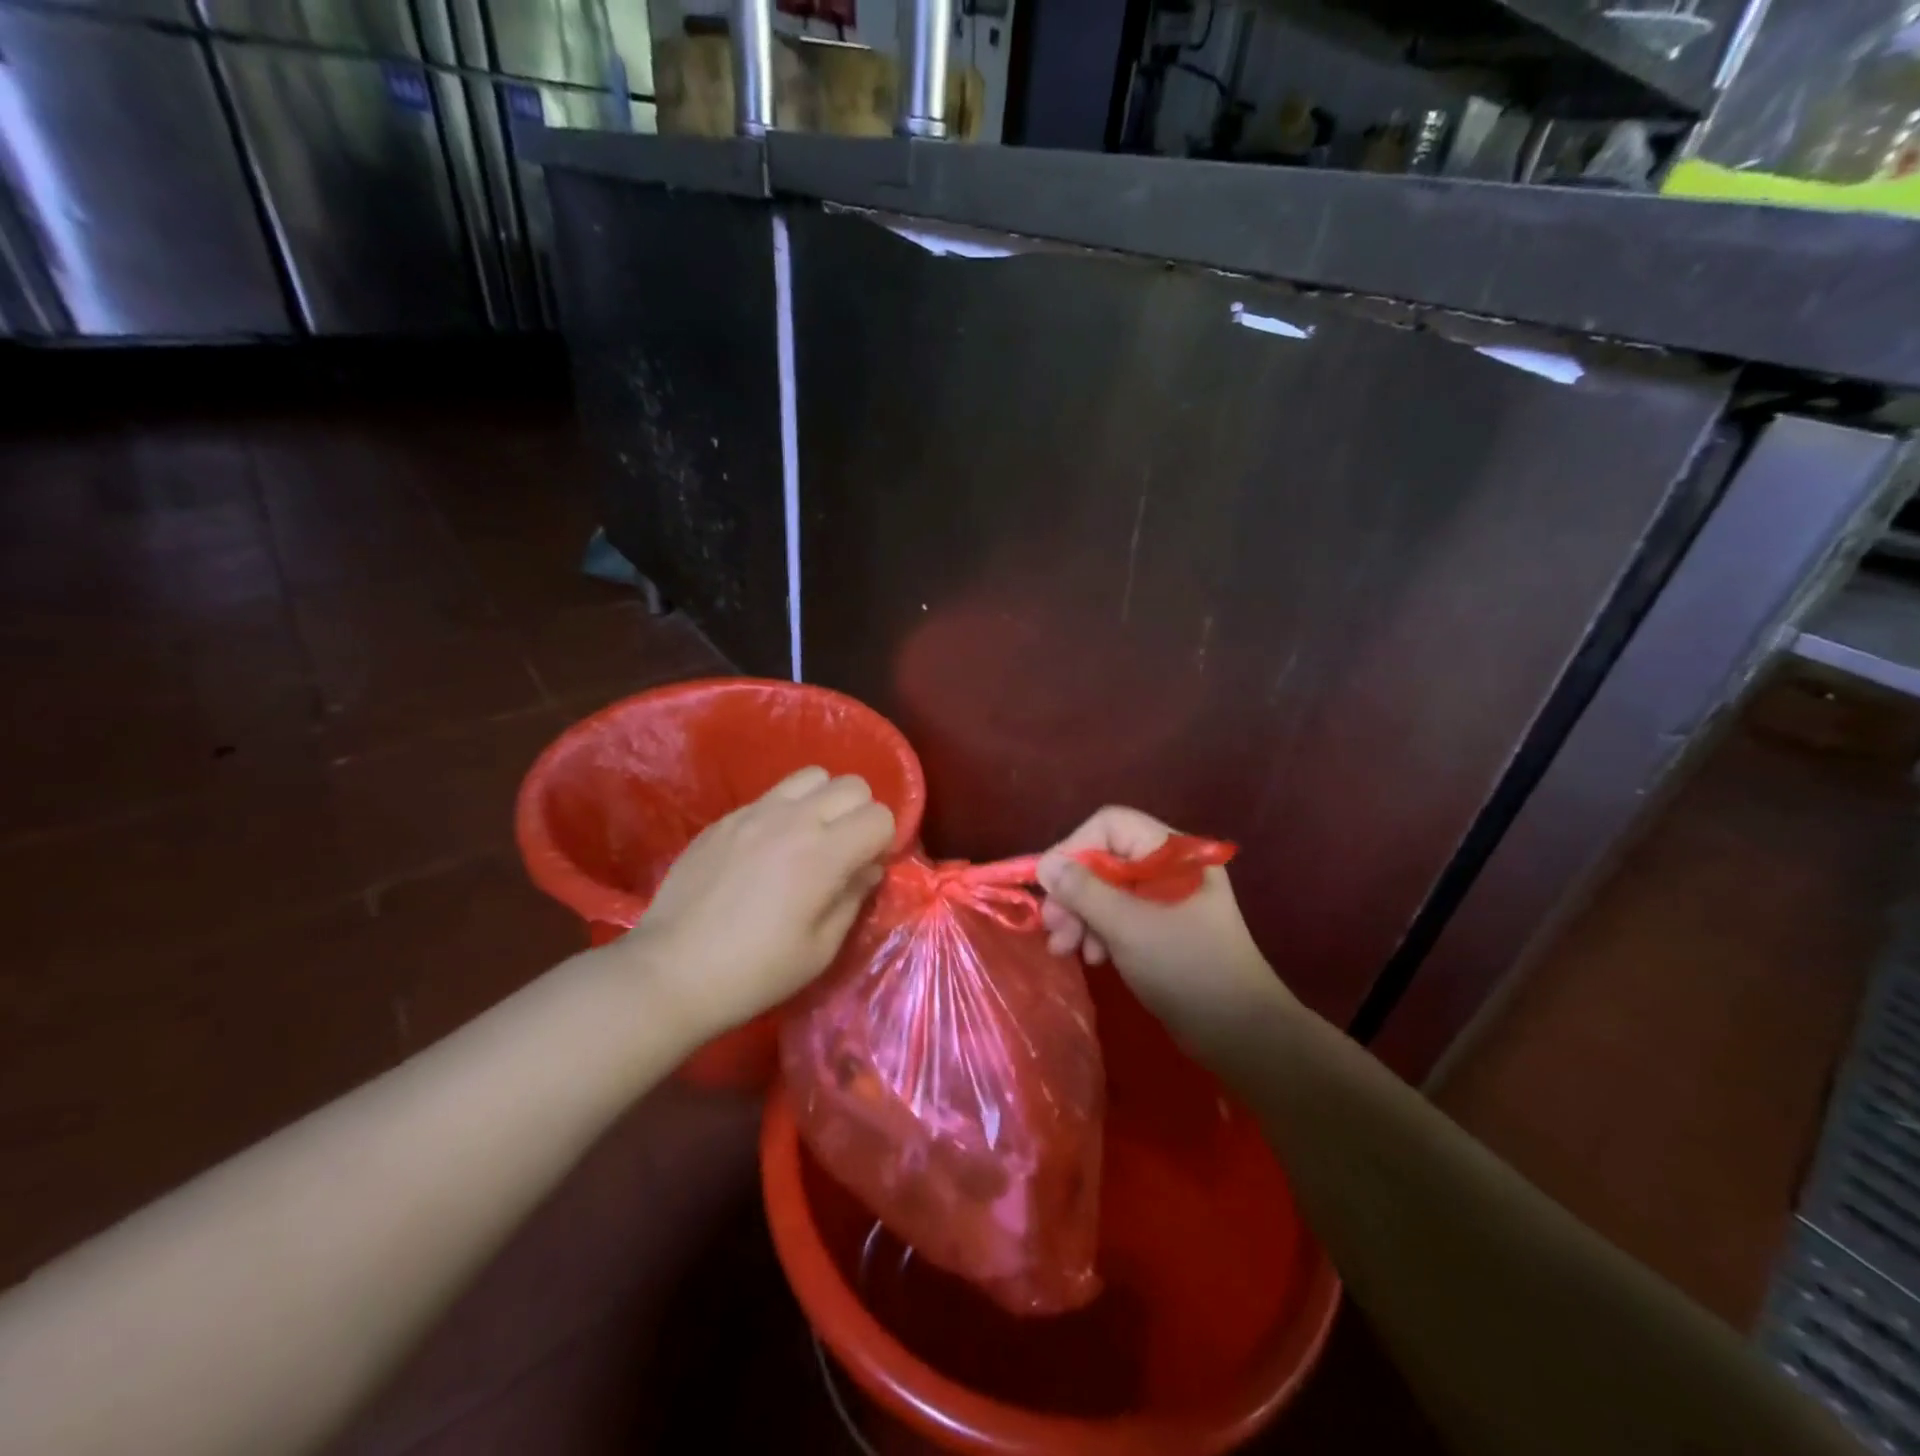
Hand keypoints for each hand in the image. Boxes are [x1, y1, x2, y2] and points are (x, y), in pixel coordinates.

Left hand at [619, 767, 894, 1041]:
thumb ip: (853, 897)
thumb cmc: (755, 972)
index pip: (880, 816)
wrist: (671, 972)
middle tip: (844, 851)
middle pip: (851, 785)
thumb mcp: (820, 949)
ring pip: (810, 776)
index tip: (867, 868)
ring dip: (823, 801)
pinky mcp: (724, 819)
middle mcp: (793, 819)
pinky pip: (770, 796)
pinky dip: (784, 812)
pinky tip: (765, 851)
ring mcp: (753, 813)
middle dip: (859, 813)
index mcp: (823, 854)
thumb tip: (868, 867)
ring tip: (809, 839)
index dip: (884, 841)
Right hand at [1037, 807, 1294, 1056]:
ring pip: (1106, 889)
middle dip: (1074, 892)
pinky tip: (1091, 957)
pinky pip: (1117, 915)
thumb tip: (1045, 863)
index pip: (1111, 825)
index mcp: (1174, 853)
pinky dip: (1097, 931)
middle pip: (1104, 859)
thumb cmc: (1189, 969)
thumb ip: (1084, 892)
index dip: (1076, 848)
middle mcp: (1169, 867)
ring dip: (1080, 915)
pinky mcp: (1159, 927)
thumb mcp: (1129, 927)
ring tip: (1064, 949)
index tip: (1051, 885)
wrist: (1242, 1034)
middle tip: (1052, 927)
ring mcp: (1164, 898)